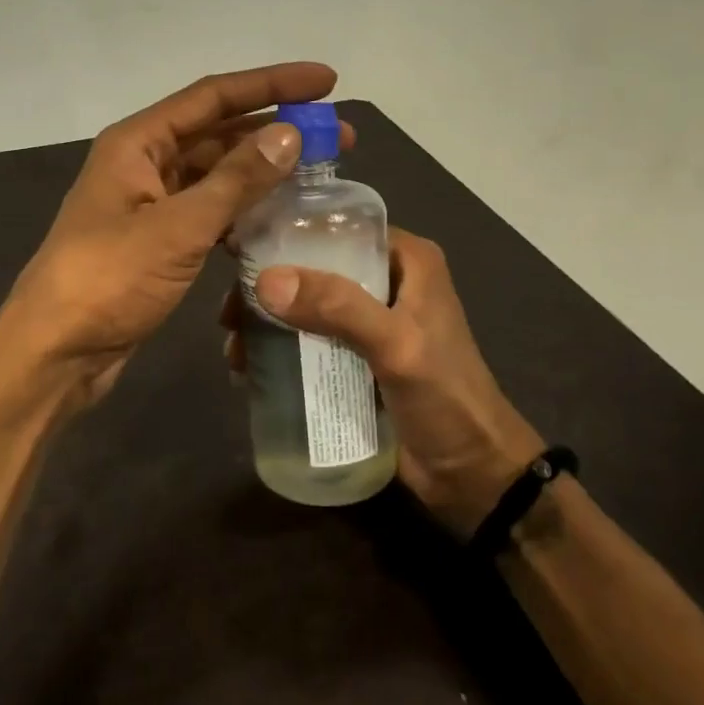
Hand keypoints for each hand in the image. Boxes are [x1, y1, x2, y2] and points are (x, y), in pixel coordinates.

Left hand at [0, 62, 352, 411]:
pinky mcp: (157, 241)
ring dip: (263, 171)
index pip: (214, 96)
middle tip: (338, 136)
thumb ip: (235, 180)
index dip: (272, 84)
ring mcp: (149, 203)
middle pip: (218, 132)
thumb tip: (289, 134)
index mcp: (137, 142)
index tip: (327, 81)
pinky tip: (279, 217)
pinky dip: (243, 210)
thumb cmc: (109, 280)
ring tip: (319, 174)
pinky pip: (209, 211)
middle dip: (276, 130)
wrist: (56, 353)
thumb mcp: (178, 227)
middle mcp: (143, 163)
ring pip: (216, 174)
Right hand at [224, 229, 542, 536]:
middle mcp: (388, 282)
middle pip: (315, 269)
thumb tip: (266, 281)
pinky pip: (312, 342)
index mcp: (407, 261)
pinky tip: (250, 369)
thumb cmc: (446, 399)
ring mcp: (372, 323)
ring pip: (308, 307)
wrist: (475, 476)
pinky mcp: (359, 360)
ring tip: (233, 349)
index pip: (339, 228)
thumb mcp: (397, 346)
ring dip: (269, 323)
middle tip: (228, 314)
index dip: (287, 234)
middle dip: (269, 289)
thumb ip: (339, 309)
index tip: (237, 250)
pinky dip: (282, 350)